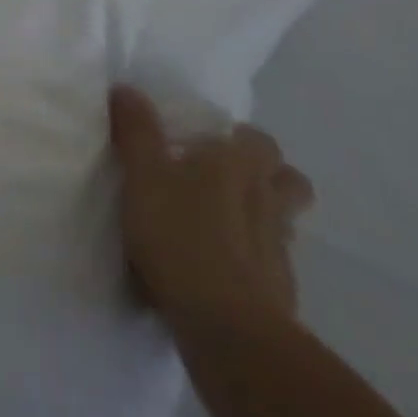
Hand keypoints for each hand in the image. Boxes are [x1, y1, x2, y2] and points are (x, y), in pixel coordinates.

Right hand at [107, 85, 314, 331]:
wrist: (226, 328)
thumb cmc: (180, 236)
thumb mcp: (143, 176)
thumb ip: (136, 132)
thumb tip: (127, 88)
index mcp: (239, 167)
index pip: (260, 141)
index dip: (242, 139)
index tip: (211, 143)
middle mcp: (268, 203)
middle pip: (290, 182)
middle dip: (269, 178)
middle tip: (227, 180)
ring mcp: (279, 252)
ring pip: (284, 224)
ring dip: (263, 220)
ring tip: (223, 225)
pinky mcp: (279, 295)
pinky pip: (271, 267)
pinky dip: (253, 263)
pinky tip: (223, 271)